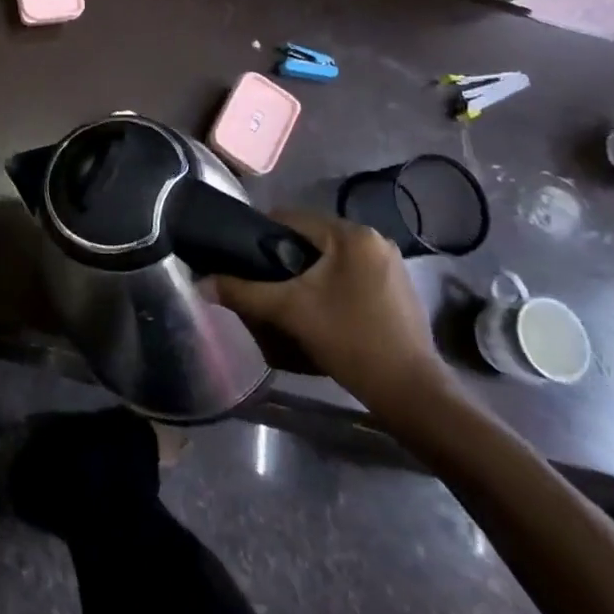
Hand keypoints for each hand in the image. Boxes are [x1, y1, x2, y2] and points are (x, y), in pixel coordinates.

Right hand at [213, 212, 454, 421]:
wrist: (412, 395)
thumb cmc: (350, 340)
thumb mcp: (289, 312)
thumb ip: (243, 292)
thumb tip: (201, 283)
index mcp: (351, 233)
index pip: (291, 218)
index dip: (262, 235)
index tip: (244, 258)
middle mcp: (375, 239)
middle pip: (313, 238)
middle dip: (286, 258)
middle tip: (265, 285)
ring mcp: (392, 265)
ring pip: (333, 258)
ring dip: (309, 273)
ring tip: (290, 301)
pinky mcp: (400, 289)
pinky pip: (353, 274)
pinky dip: (333, 286)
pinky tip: (323, 312)